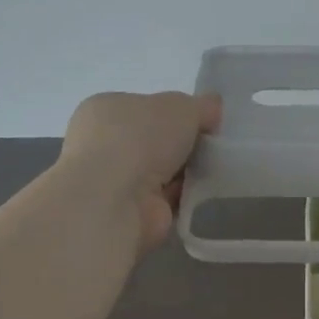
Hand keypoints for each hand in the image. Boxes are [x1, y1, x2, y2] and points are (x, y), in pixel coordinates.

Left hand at [59, 91, 221, 254]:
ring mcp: (114, 182)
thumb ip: (201, 105)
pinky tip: (206, 192)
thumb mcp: (181, 106)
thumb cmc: (139, 138)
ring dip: (186, 172)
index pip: (144, 107)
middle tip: (214, 145)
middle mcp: (102, 144)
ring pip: (162, 172)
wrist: (116, 200)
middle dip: (183, 144)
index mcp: (105, 109)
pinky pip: (167, 199)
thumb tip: (213, 108)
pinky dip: (185, 197)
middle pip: (154, 140)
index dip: (175, 113)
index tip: (204, 120)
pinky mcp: (130, 213)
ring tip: (216, 168)